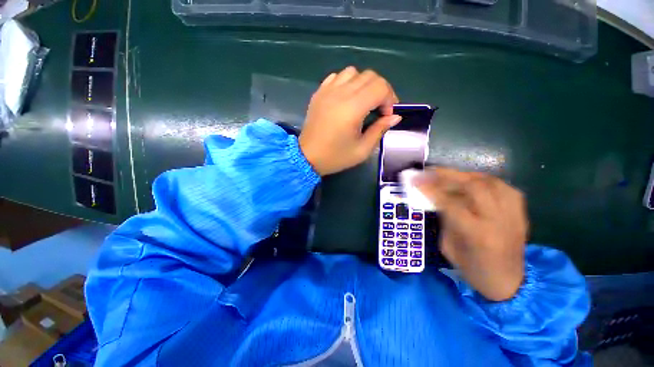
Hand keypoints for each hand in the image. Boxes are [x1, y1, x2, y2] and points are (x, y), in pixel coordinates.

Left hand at [299, 67, 400, 175]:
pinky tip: (346, 98)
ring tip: (363, 102)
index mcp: (352, 108)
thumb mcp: (362, 150)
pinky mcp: (319, 93)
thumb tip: (394, 117)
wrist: (307, 157)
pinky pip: (337, 77)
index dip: (390, 99)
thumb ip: (379, 130)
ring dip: (364, 84)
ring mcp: (327, 91)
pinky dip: (347, 83)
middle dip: (380, 90)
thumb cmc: (335, 157)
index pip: (380, 87)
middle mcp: (340, 93)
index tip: (386, 115)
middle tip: (378, 109)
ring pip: (353, 72)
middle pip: (369, 76)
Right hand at [416, 168, 527, 300]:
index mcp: (477, 234)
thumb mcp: (449, 247)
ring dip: (466, 175)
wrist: (509, 283)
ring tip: (450, 175)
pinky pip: (505, 187)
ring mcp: (514, 215)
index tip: (415, 180)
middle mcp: (498, 221)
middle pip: (475, 187)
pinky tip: (474, 183)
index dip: (431, 189)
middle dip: (449, 175)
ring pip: (491, 182)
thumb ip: (445, 220)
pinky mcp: (521, 214)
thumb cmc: (473, 270)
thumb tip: (438, 199)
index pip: (451, 203)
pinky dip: (486, 181)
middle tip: (430, 171)